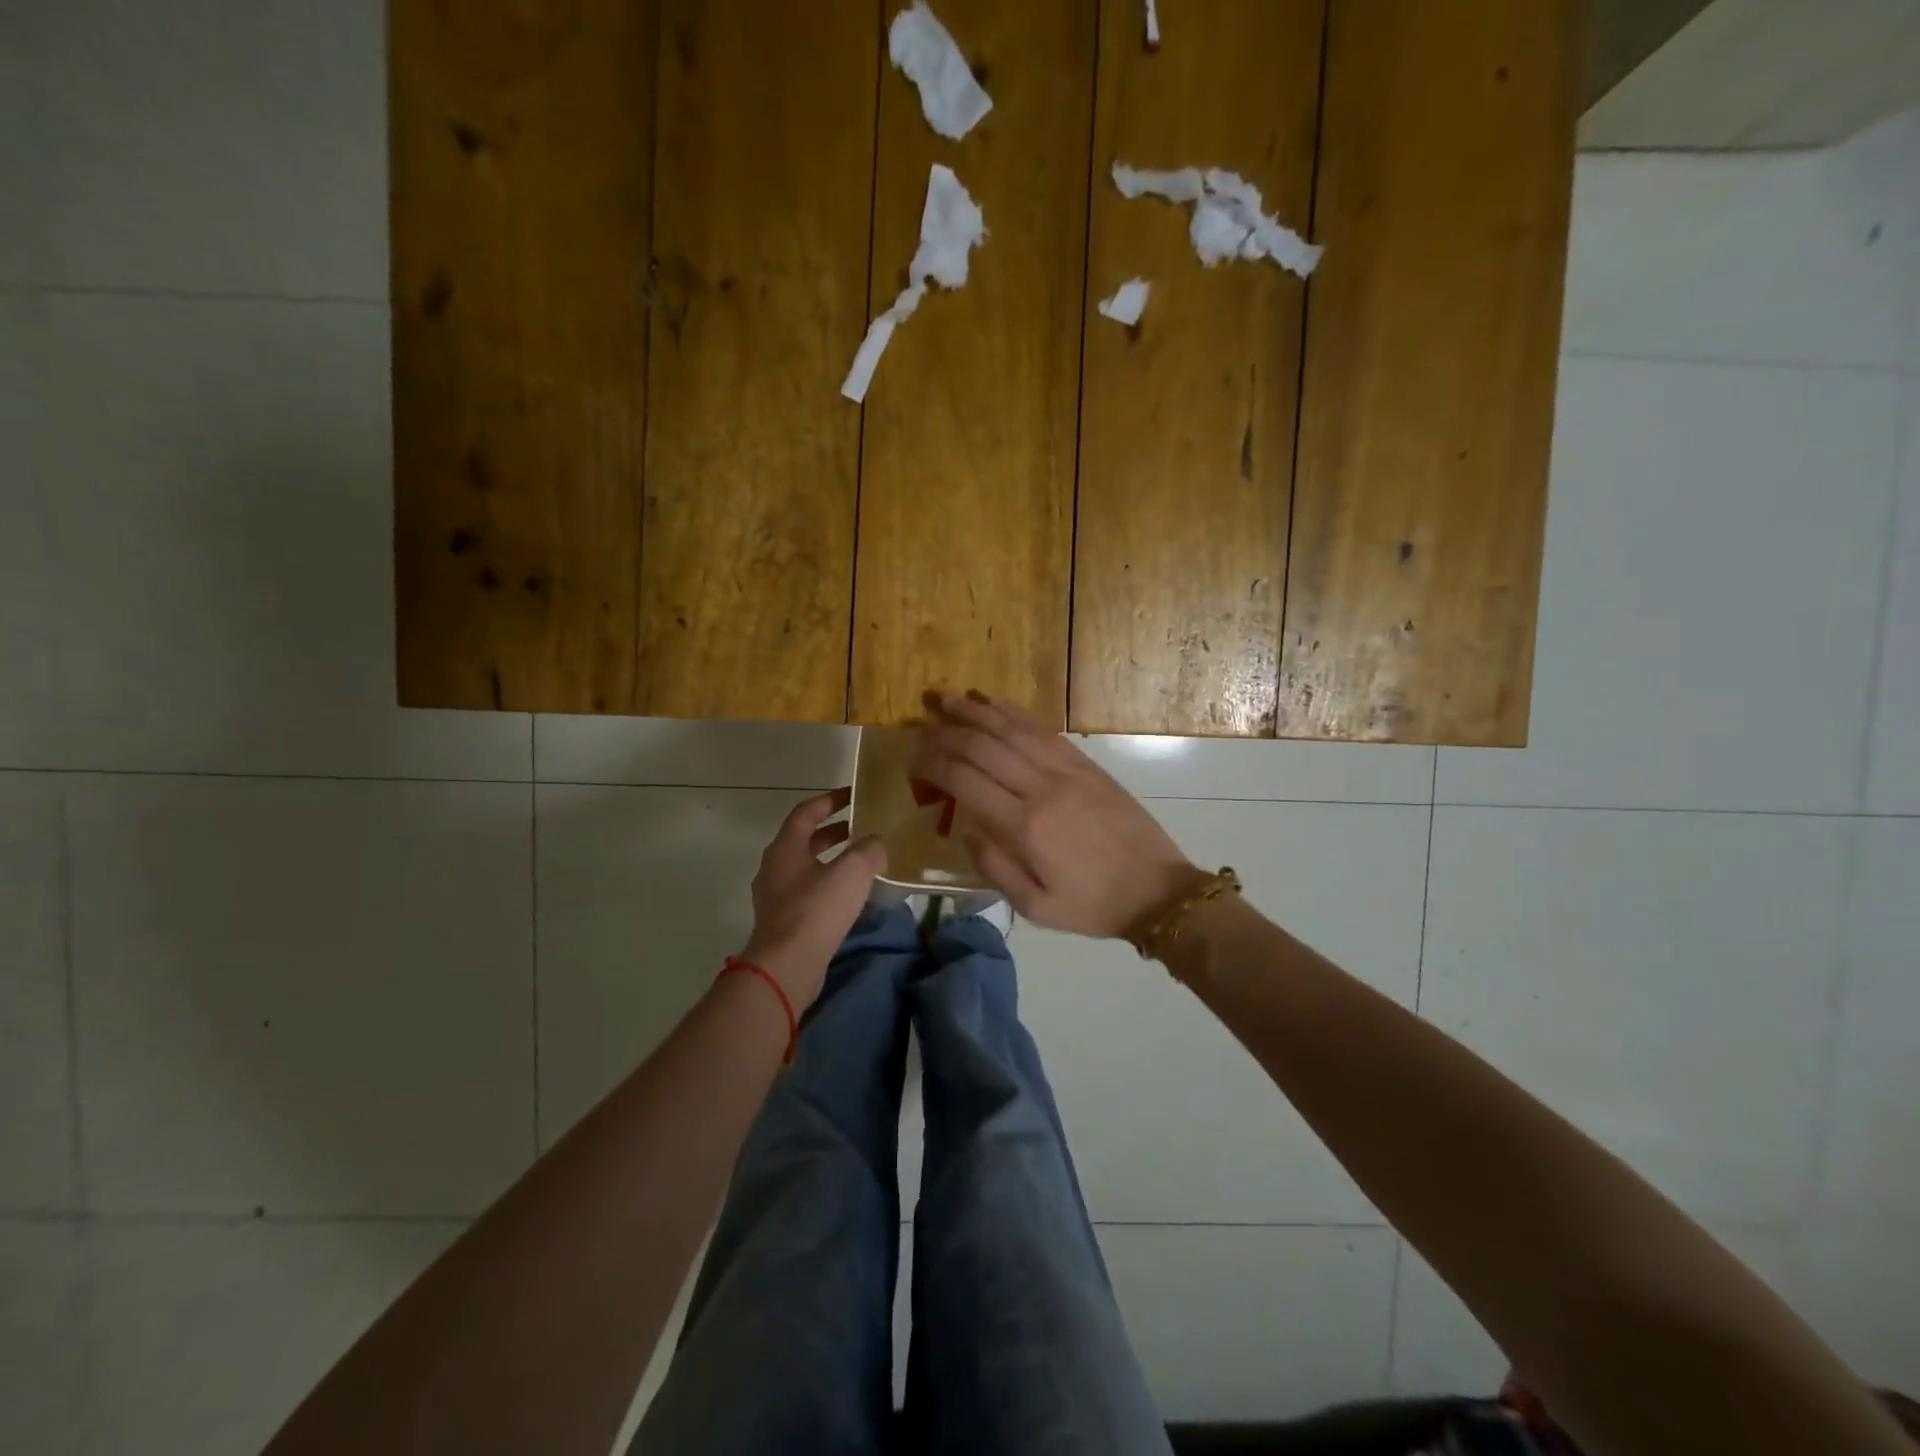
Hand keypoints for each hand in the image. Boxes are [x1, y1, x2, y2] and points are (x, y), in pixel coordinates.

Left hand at [740, 788, 886, 1012]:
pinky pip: (808, 892)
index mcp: (785, 848)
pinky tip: (851, 896)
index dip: (830, 800)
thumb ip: (868, 850)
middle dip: (833, 831)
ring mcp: (776, 897)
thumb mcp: (852, 871)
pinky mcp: (783, 922)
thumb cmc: (817, 910)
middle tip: (862, 828)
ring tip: (862, 862)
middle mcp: (775, 868)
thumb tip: (877, 842)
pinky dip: (829, 885)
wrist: (787, 966)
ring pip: (807, 867)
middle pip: (805, 840)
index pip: (806, 812)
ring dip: (832, 860)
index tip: (853, 795)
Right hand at [910, 691, 1203, 938]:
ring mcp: (1066, 771)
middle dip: (946, 734)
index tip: (913, 757)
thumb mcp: (1035, 907)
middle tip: (921, 729)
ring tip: (946, 699)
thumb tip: (967, 827)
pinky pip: (1043, 730)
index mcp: (1025, 827)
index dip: (933, 763)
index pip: (965, 780)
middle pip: (983, 747)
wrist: (1156, 890)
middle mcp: (1041, 788)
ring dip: (975, 712)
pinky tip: (994, 704)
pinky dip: (1014, 713)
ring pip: (1011, 730)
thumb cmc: (1091, 905)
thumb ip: (994, 866)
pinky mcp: (1086, 764)